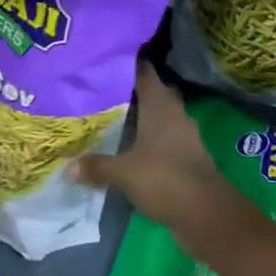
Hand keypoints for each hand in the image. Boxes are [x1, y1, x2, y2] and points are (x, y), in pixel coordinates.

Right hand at [71, 62, 252, 250]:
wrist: (207, 214)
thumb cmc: (164, 179)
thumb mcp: (124, 173)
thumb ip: (97, 166)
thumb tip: (68, 167)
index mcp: (160, 105)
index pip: (143, 72)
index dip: (126, 63)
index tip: (105, 60)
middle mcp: (173, 113)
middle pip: (153, 92)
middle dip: (132, 90)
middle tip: (103, 90)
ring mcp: (183, 135)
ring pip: (159, 116)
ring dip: (141, 117)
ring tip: (112, 118)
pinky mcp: (187, 156)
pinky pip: (164, 139)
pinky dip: (149, 139)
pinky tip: (130, 148)